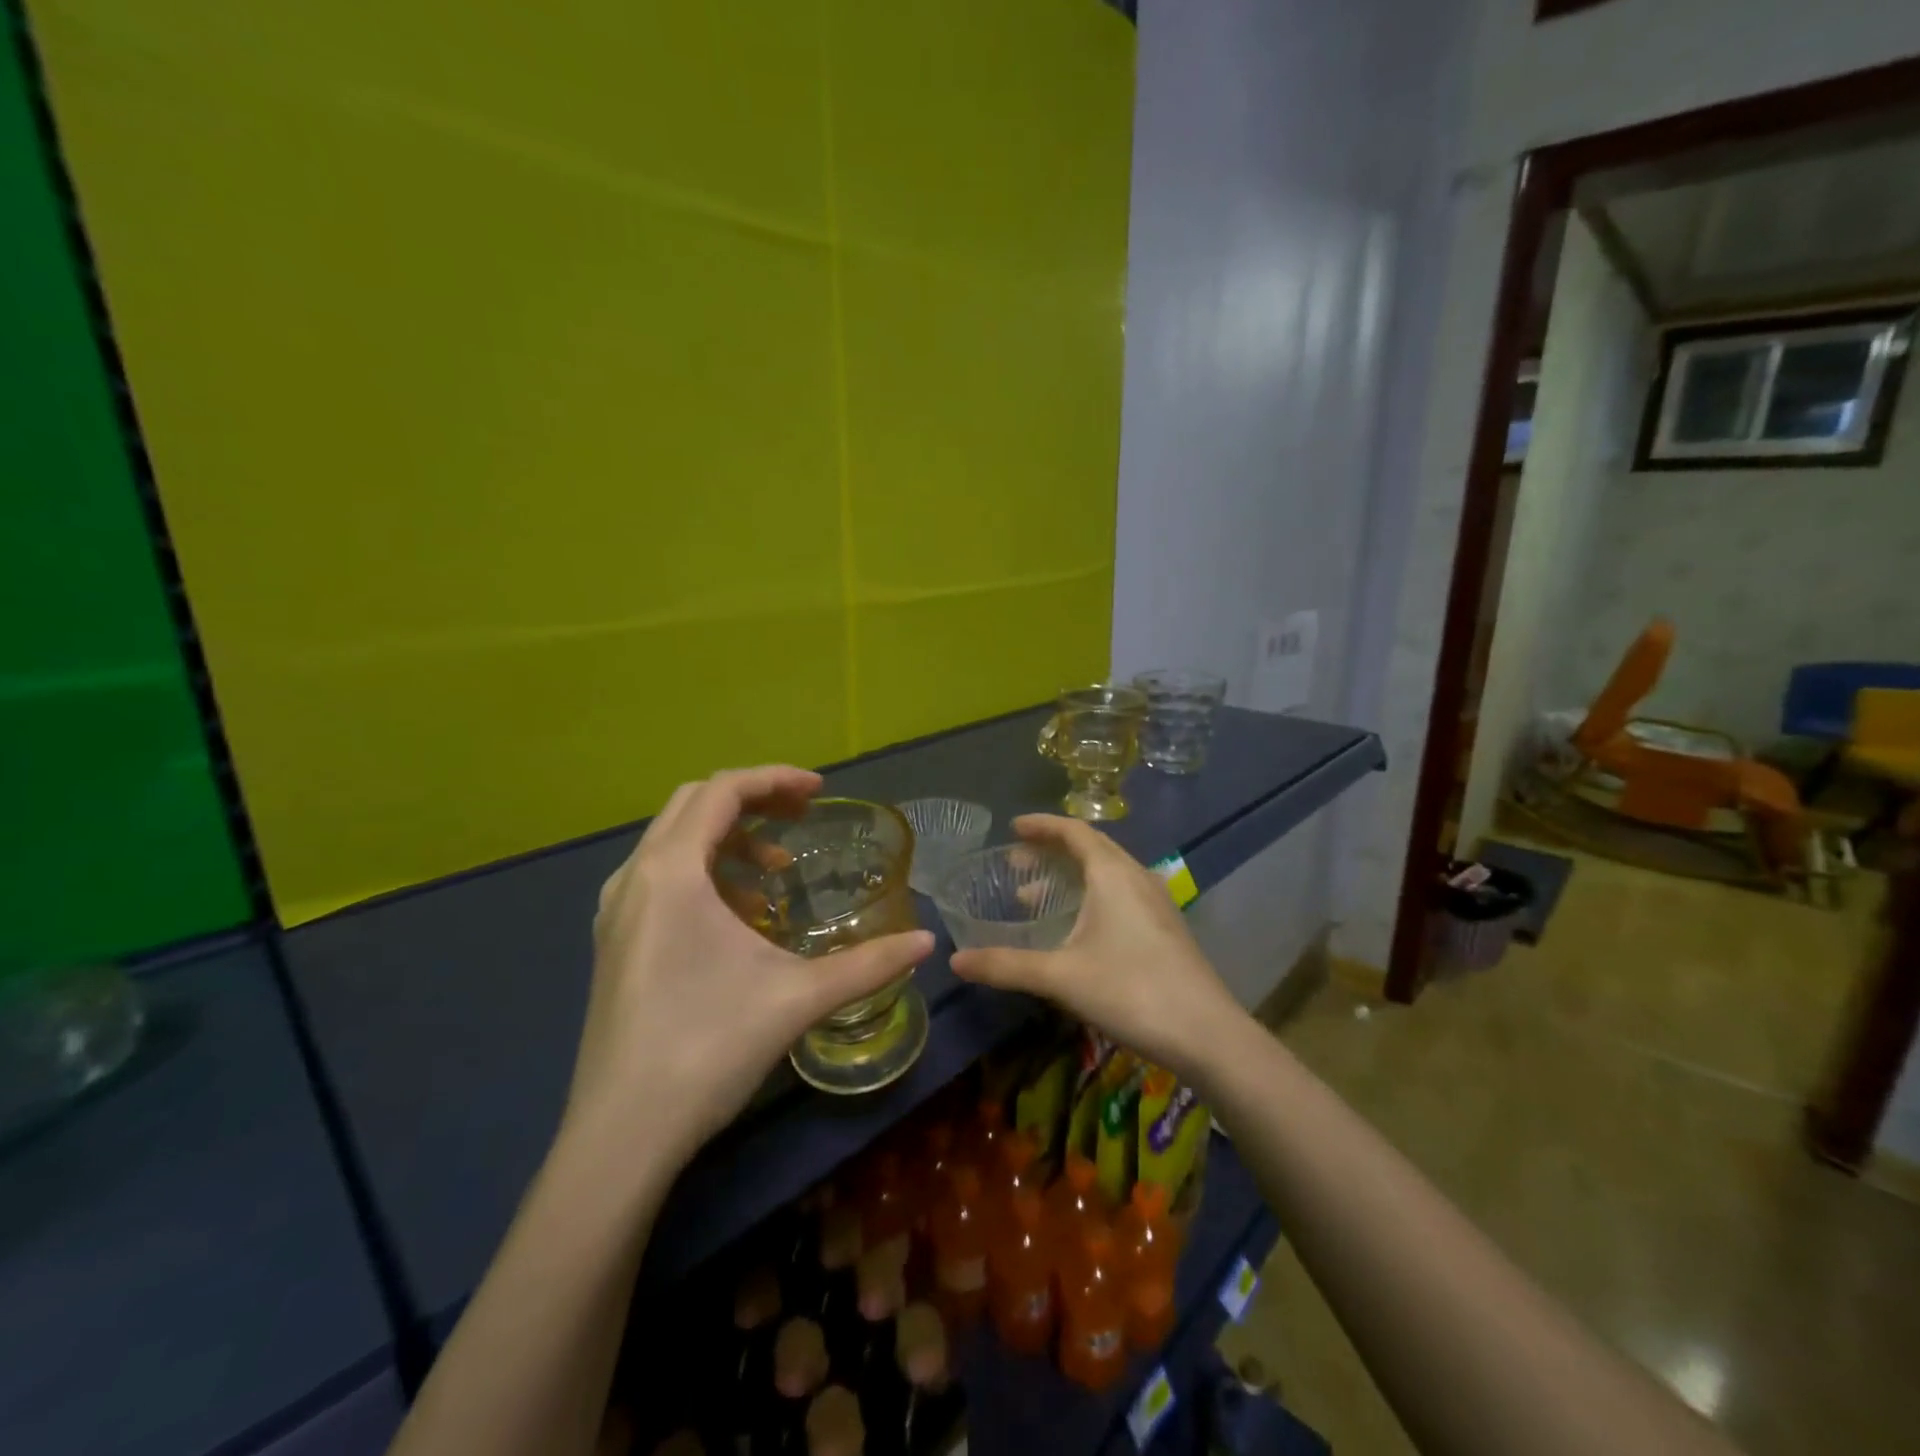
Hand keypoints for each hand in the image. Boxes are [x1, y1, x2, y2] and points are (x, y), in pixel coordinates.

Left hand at [570, 766, 933, 1161]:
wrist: (622, 1135)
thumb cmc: (708, 1047)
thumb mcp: (799, 997)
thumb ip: (869, 964)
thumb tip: (927, 942)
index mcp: (670, 871)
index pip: (723, 791)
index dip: (775, 780)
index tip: (820, 793)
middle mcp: (634, 877)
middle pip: (695, 805)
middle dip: (754, 801)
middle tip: (803, 819)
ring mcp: (616, 911)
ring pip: (675, 842)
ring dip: (730, 840)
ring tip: (777, 876)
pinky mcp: (614, 942)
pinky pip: (662, 878)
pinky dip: (706, 874)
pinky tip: (741, 918)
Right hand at [948, 815, 1246, 1082]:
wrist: (1207, 1034)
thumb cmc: (1130, 991)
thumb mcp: (1060, 977)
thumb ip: (1006, 965)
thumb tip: (955, 960)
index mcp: (1112, 874)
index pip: (1074, 831)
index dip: (1042, 825)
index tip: (1013, 828)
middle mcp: (1136, 877)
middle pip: (1091, 848)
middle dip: (1051, 851)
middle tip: (1016, 865)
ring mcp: (1156, 902)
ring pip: (1107, 872)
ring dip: (1071, 877)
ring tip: (1035, 900)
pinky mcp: (1165, 927)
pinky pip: (1121, 892)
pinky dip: (1091, 895)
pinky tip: (1077, 929)